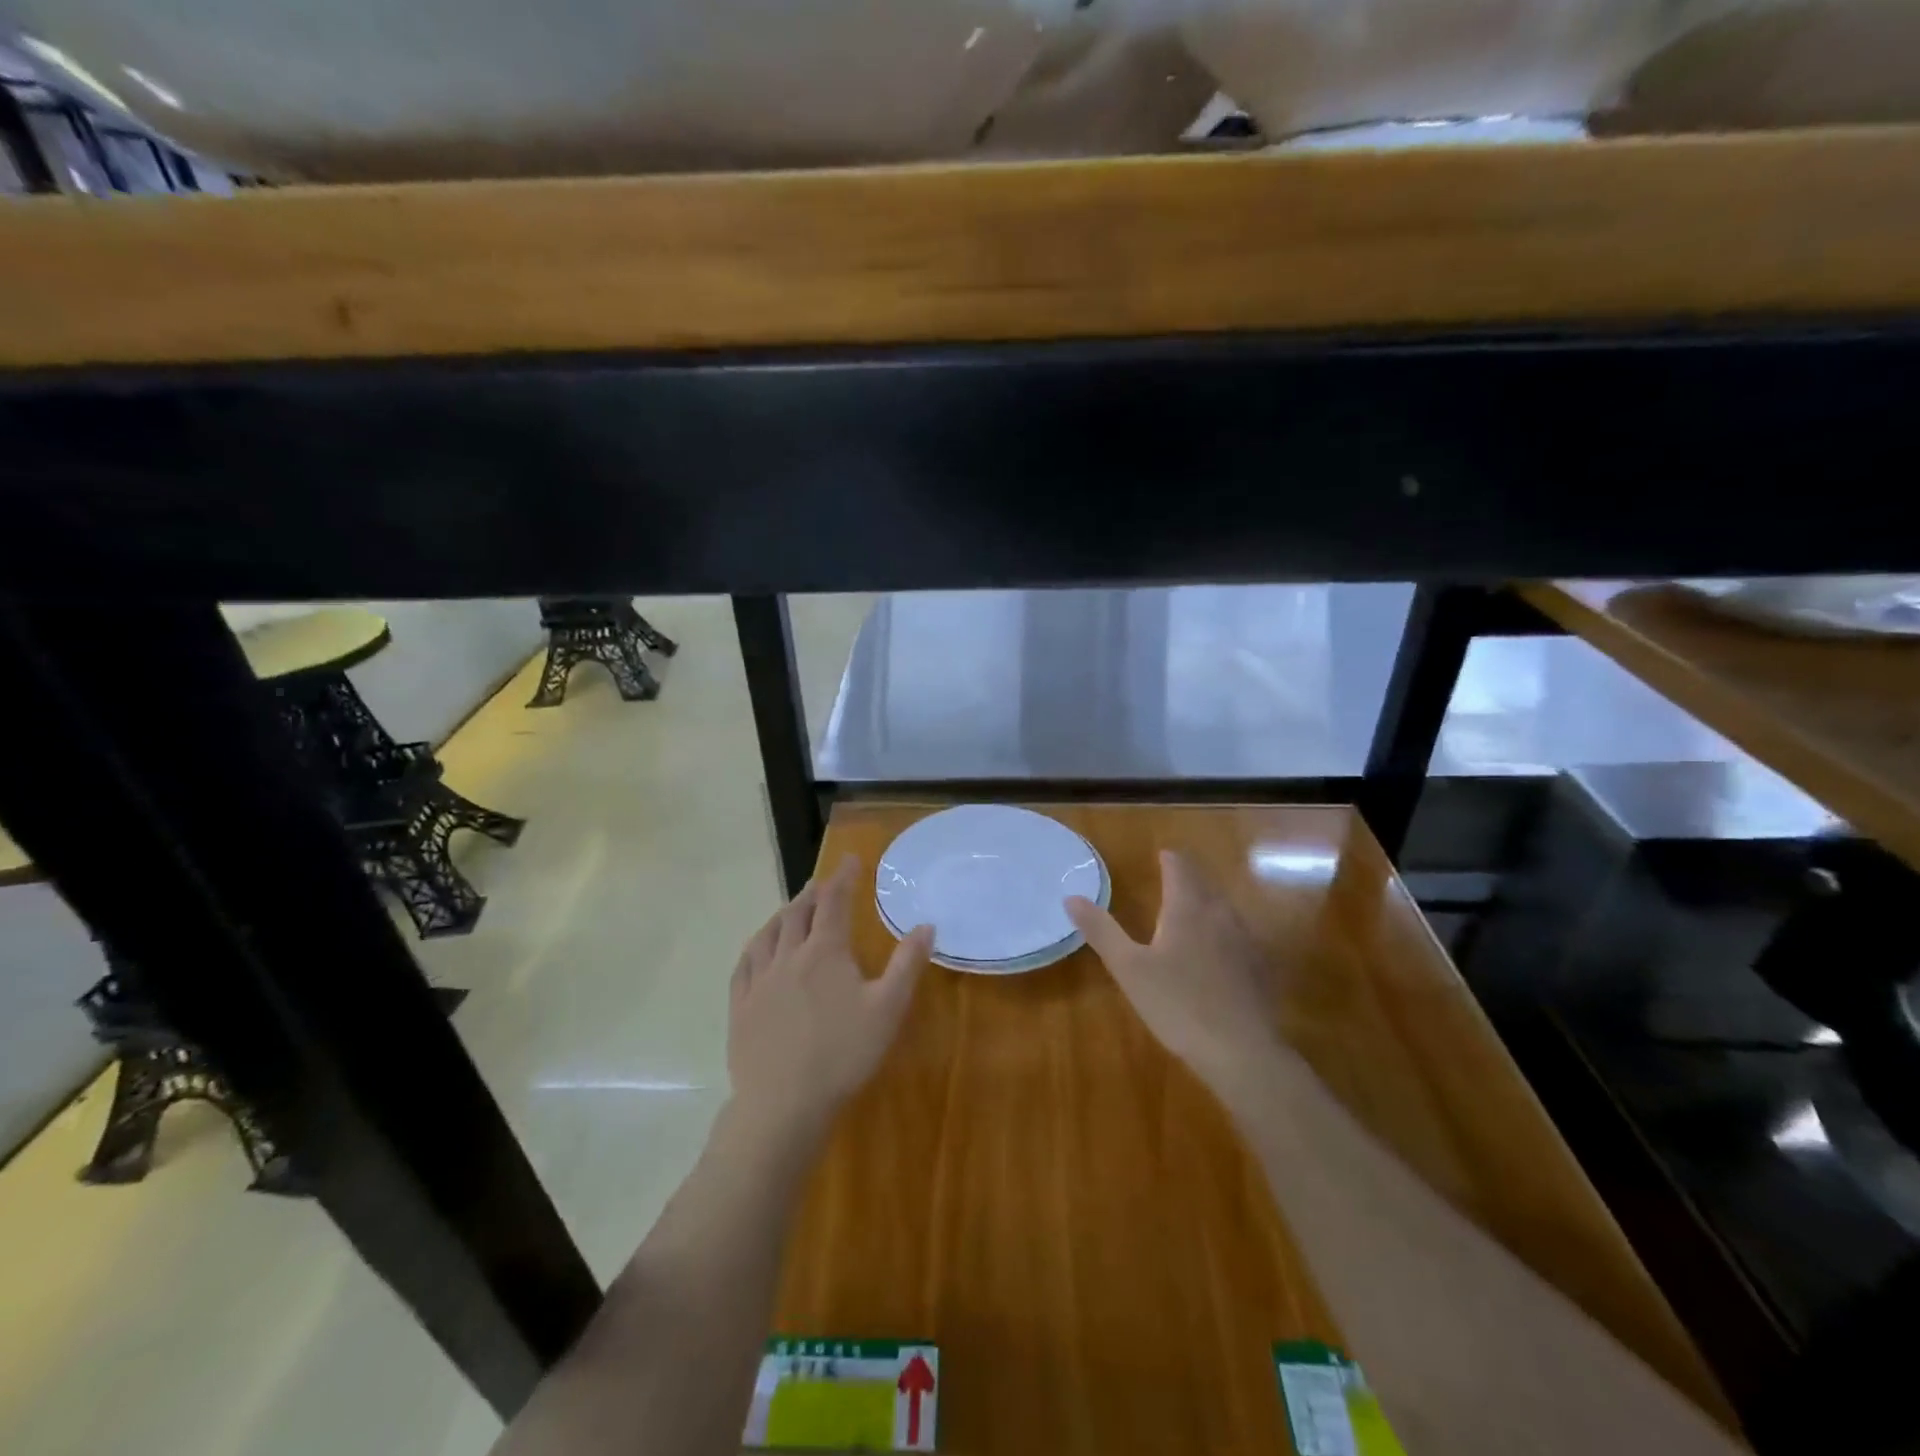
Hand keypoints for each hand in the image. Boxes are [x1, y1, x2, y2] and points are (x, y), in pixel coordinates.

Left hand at [727, 855, 933, 1139]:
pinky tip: (757, 949)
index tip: (850, 860)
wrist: (783, 1104)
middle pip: (798, 913)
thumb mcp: (888, 1009)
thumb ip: (907, 964)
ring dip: (783, 914)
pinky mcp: (741, 1006)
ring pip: (769, 934)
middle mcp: (788, 956)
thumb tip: (926, 925)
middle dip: (812, 893)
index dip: (843, 877)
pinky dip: (755, 946)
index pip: (834, 902)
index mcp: (825, 951)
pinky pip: (745, 964)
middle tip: (821, 883)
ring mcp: (760, 981)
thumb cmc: (843, 1054)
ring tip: (791, 908)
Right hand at [1066, 850, 1285, 1093]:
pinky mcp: (1260, 968)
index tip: (1162, 856)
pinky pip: (1240, 936)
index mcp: (1187, 909)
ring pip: (1225, 909)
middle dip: (1189, 879)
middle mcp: (1220, 915)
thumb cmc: (1178, 1004)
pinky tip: (1220, 953)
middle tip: (1173, 880)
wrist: (1241, 1051)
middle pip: (1206, 884)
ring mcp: (1246, 941)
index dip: (1170, 860)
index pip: (1180, 868)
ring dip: (1208, 903)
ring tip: (1192, 912)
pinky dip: (1225, 933)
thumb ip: (1102, 930)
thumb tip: (1071, 897)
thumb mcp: (1129, 968)